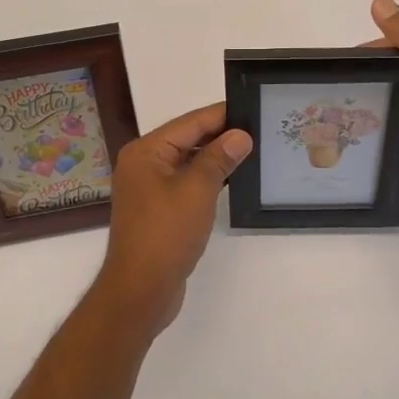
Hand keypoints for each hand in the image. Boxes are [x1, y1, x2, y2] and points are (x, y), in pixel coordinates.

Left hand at [94, 102, 252, 337]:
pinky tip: (232, 179)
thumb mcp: (197, 190)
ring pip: (188, 161)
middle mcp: (144, 164)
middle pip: (187, 139)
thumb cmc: (166, 234)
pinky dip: (207, 178)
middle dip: (221, 135)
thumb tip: (240, 135)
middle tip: (259, 129)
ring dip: (215, 157)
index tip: (252, 107)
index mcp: (146, 151)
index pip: (190, 122)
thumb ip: (219, 158)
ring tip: (252, 150)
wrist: (140, 291)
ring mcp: (148, 188)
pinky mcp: (157, 209)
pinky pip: (185, 182)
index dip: (222, 115)